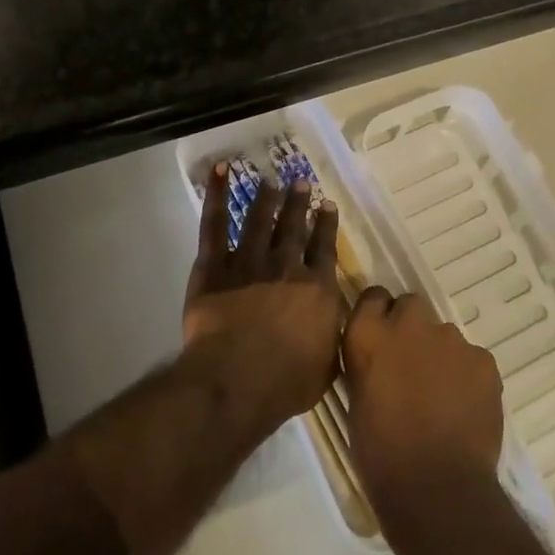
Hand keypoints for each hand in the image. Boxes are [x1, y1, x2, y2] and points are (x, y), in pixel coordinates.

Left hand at [183, 164, 345, 429]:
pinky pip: (215, 225)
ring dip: (266, 199)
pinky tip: (220, 173)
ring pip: (259, 221)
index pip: (324, 248)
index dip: (326, 224)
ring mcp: (249, 262)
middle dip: (298, 204)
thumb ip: (334, 336)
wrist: (237, 378)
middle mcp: (286, 266)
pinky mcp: (214, 266)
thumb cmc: (286, 381)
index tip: (326, 204)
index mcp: (317, 288)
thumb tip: (340, 320)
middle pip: (293, 228)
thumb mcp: (329, 364)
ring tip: (270, 181)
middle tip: (300, 182)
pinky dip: (216, 196)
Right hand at [342, 287, 504, 530]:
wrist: (436, 487)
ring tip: (441, 394)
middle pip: (411, 306)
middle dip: (411, 327)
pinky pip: (472, 358)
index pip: (372, 297)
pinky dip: (468, 375)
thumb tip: (381, 359)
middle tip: (411, 364)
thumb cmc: (380, 453)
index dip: (378, 314)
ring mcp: (450, 339)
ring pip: (445, 334)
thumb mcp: (357, 399)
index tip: (381, 335)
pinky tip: (464, 406)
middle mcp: (408, 324)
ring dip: (440, 354)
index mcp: (369, 334)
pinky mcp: (483, 360)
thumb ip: (369, 364)